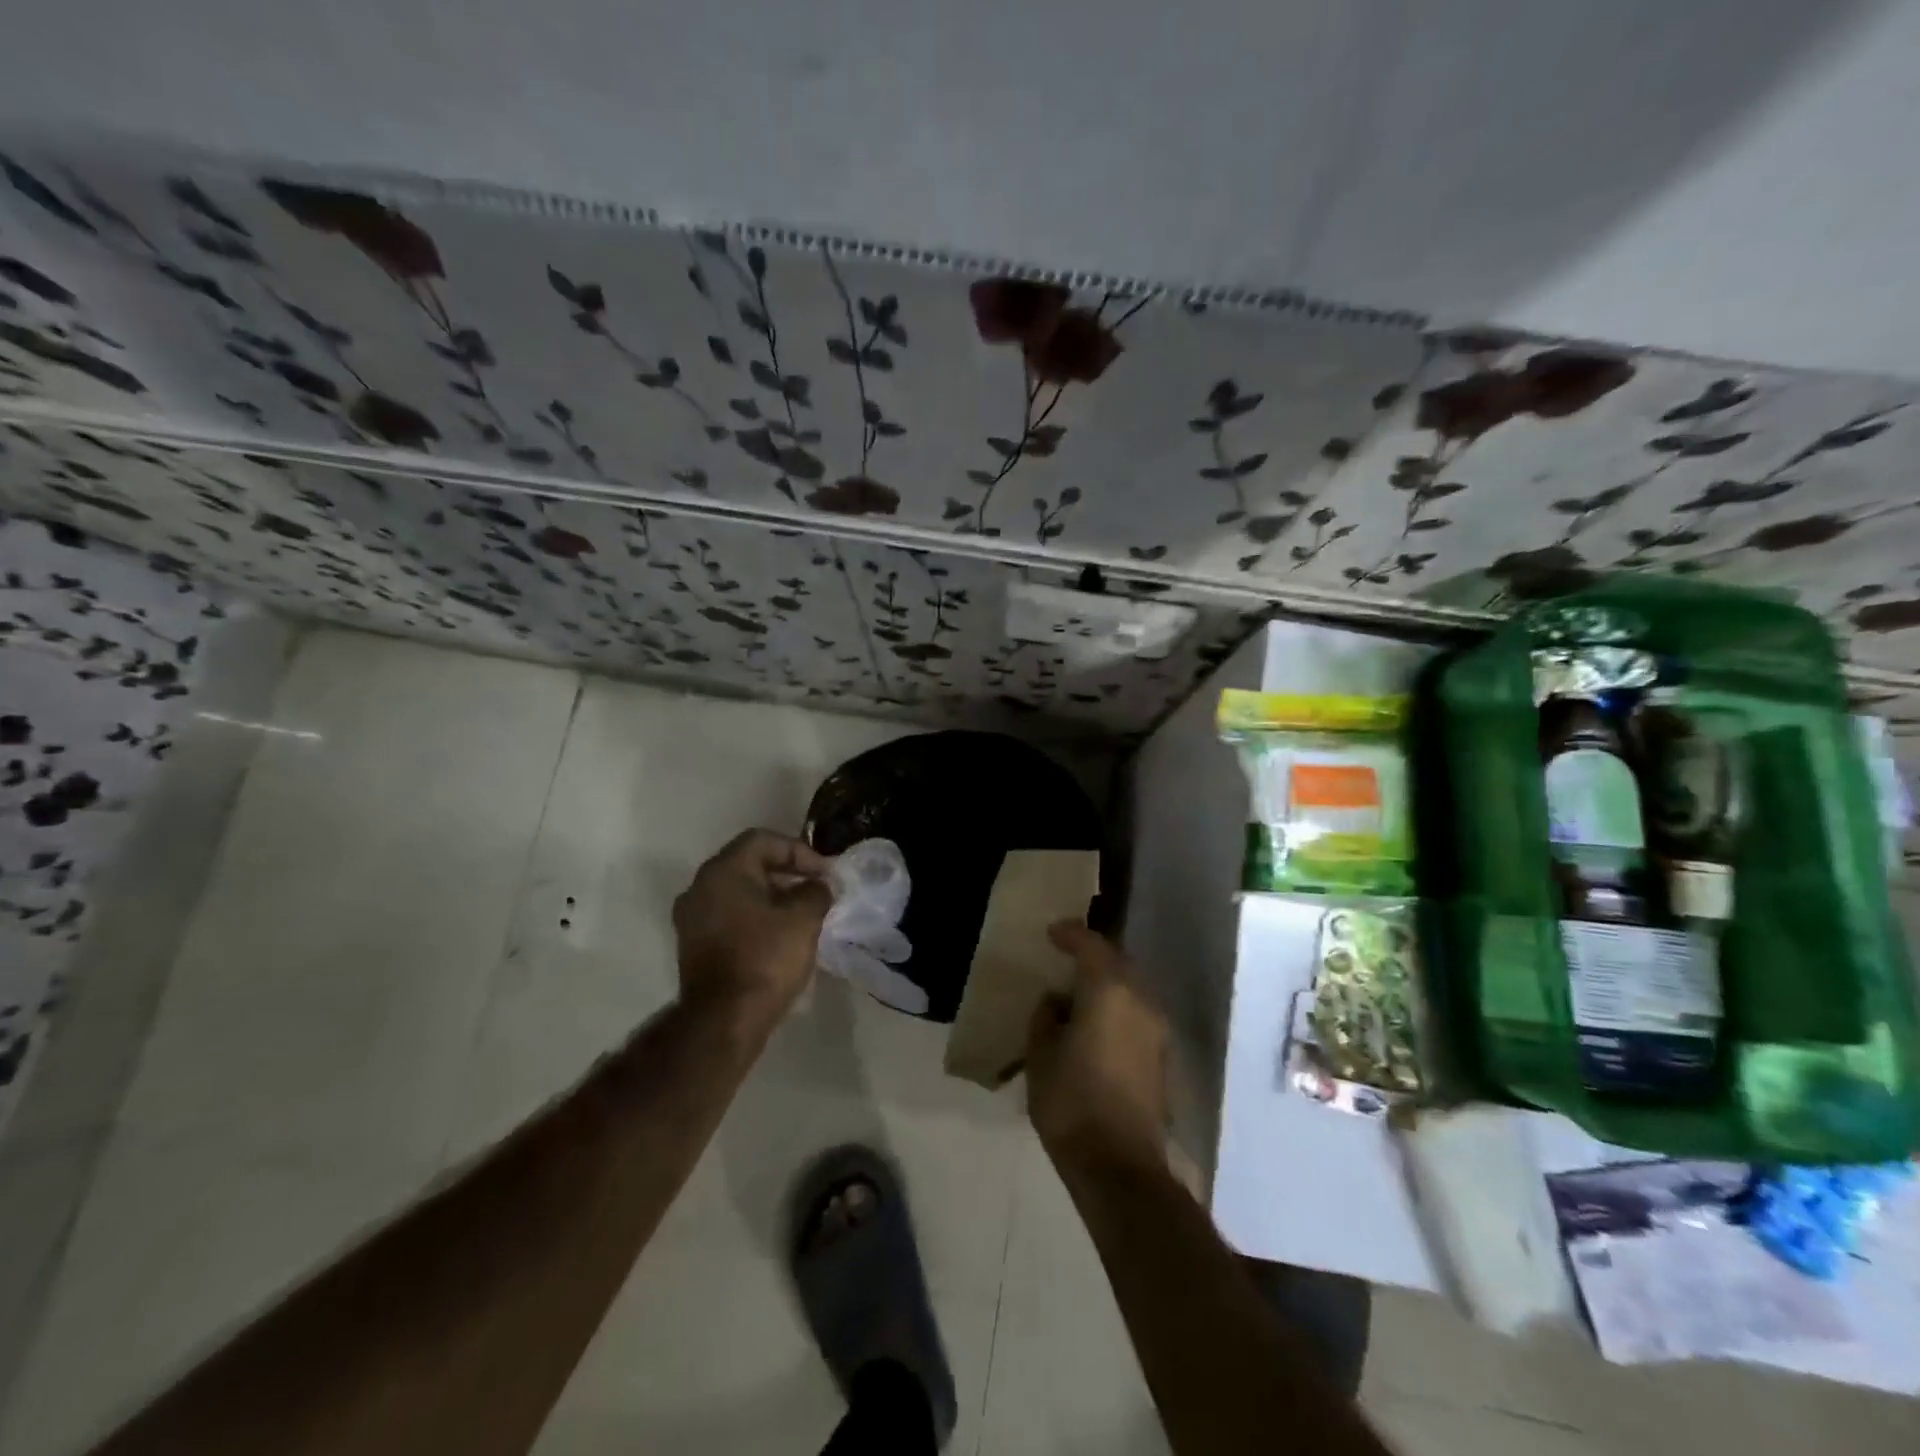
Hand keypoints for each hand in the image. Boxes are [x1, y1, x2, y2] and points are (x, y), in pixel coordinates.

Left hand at [673, 830, 831, 1028]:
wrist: (724, 1021)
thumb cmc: (765, 959)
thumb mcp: (803, 919)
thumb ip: (816, 891)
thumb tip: (819, 885)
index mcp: (722, 871)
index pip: (763, 840)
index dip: (799, 851)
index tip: (824, 873)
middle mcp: (700, 887)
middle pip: (748, 863)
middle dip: (786, 872)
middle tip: (816, 888)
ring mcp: (692, 918)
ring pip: (738, 891)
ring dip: (772, 895)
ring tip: (803, 912)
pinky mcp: (694, 945)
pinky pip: (729, 915)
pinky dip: (755, 916)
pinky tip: (780, 934)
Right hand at [1026, 922, 1169, 1176]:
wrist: (1120, 1165)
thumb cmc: (1071, 1101)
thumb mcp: (1041, 1055)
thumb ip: (1046, 1017)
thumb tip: (1057, 1002)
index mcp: (1109, 990)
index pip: (1091, 945)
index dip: (1070, 934)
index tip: (1052, 933)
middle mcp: (1140, 1000)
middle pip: (1117, 962)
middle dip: (1092, 956)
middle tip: (1066, 960)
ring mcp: (1157, 1028)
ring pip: (1131, 988)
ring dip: (1107, 983)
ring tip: (1078, 994)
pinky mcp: (1162, 1056)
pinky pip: (1136, 1013)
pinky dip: (1117, 1008)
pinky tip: (1096, 1025)